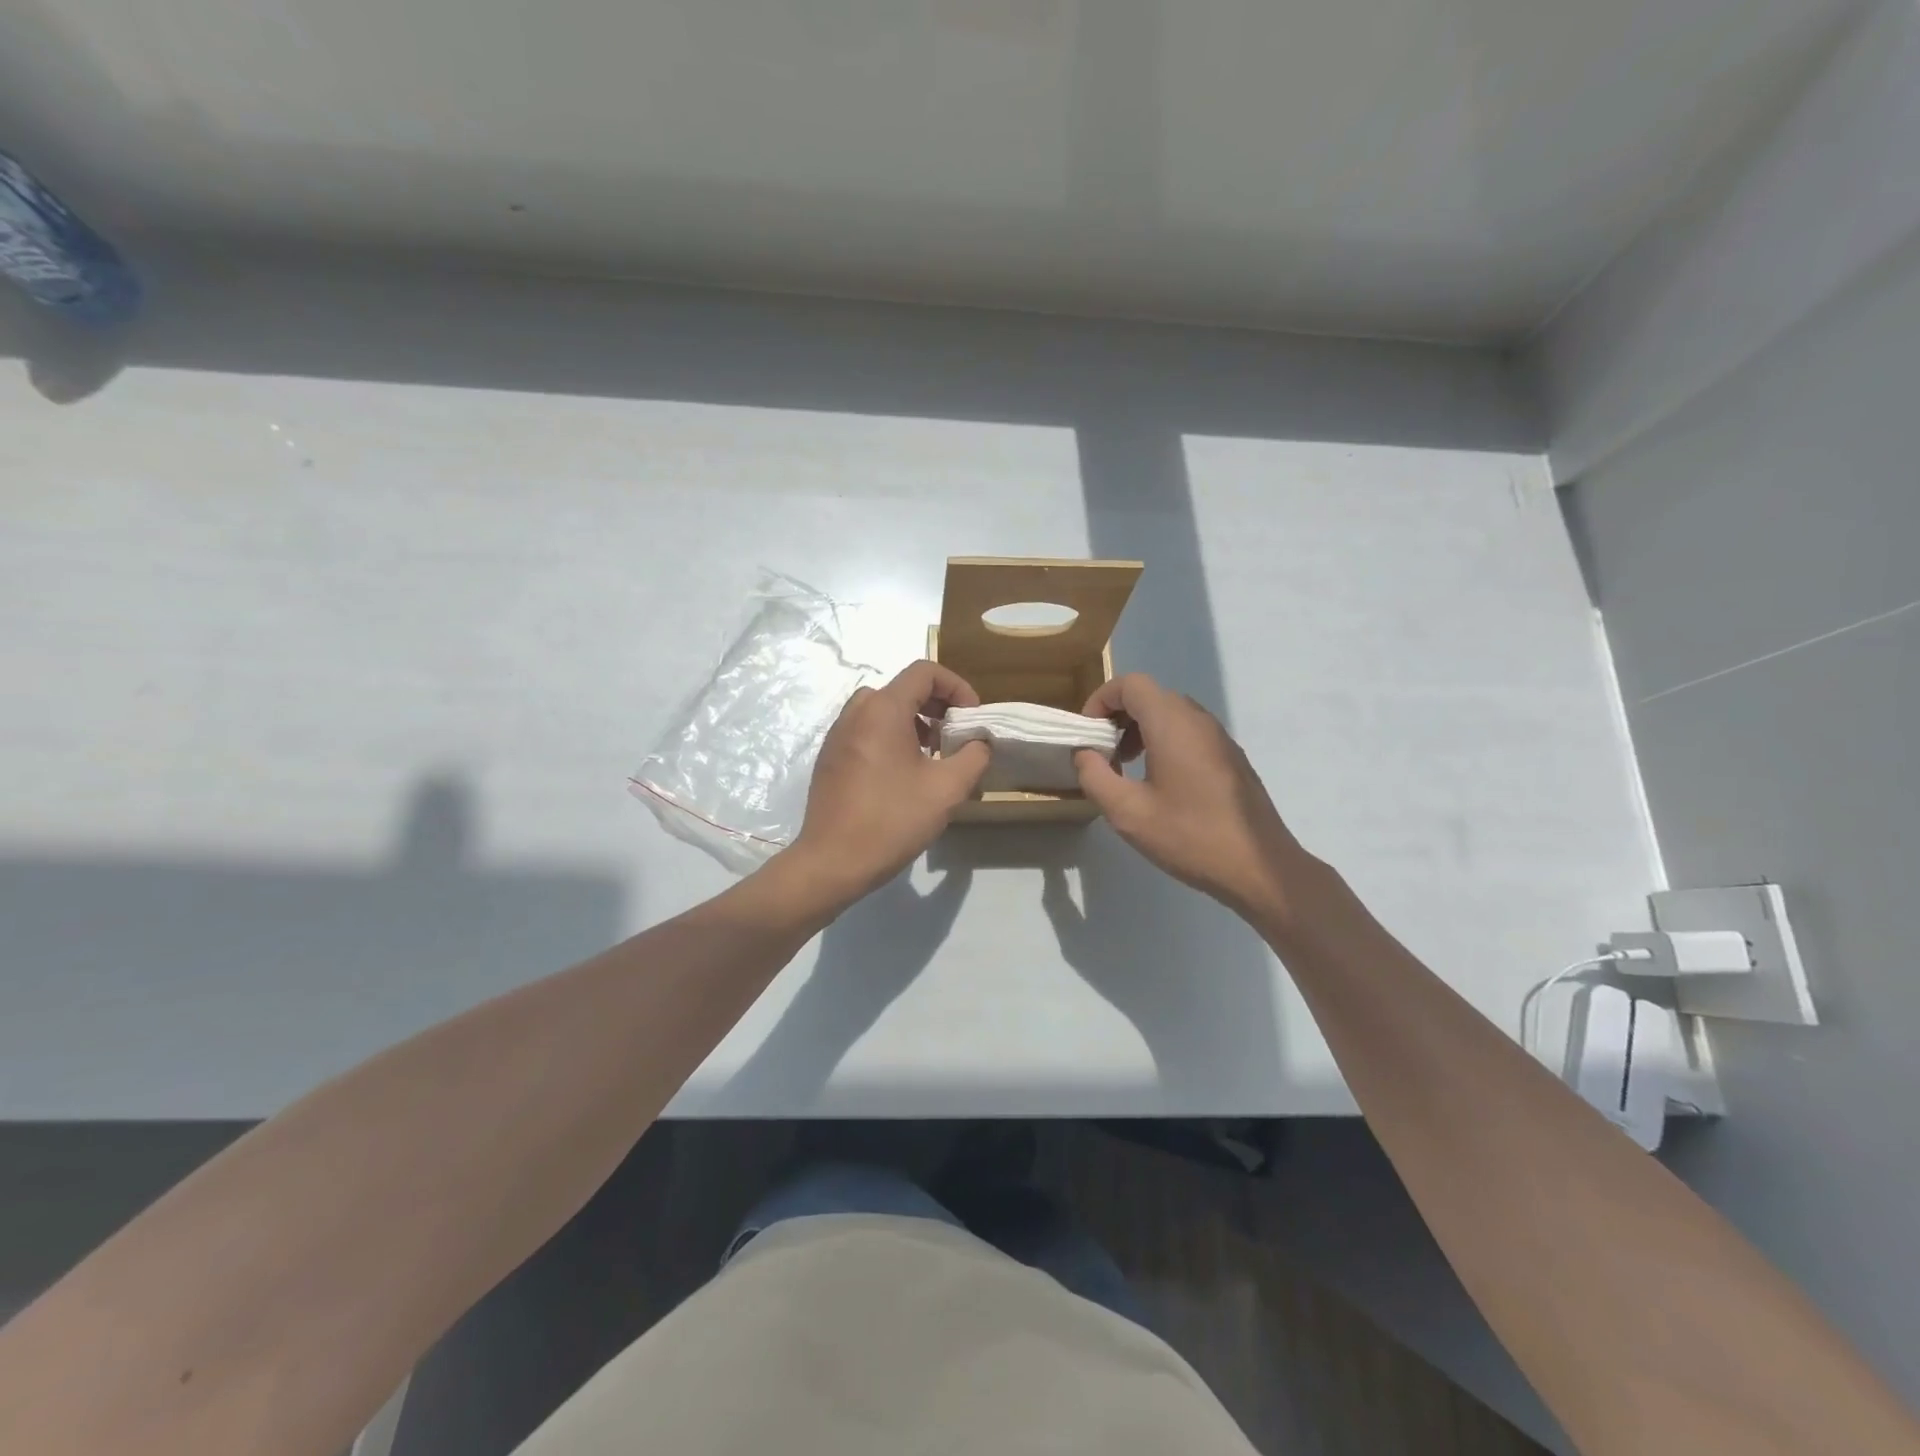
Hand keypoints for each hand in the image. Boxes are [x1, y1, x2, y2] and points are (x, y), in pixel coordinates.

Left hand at [790, 661, 991, 901]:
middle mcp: (855, 713)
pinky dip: (891, 737)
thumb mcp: (947, 789)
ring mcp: (838, 735)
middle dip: (937, 706)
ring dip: (914, 722)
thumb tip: (979, 741)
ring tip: (933, 757)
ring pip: (883, 711)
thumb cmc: (892, 820)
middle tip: (955, 737)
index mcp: (882, 709)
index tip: (972, 718)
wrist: (832, 862)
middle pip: (903, 688)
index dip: (957, 687)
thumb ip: (974, 756)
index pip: (925, 672)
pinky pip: (866, 732)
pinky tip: (903, 776)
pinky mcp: (831, 759)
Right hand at [1073, 673, 1312, 920]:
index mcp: (1172, 724)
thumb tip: (1085, 753)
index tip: (1088, 735)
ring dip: (1141, 731)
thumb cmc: (1190, 836)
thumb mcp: (1128, 813)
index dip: (1101, 701)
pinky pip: (1189, 733)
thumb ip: (1095, 776)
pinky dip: (1164, 743)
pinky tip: (1160, 785)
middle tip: (1104, 755)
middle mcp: (1198, 719)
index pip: (1130, 684)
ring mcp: (1219, 737)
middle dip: (1118, 718)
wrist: (1260, 868)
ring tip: (1127, 769)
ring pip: (1171, 714)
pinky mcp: (1231, 757)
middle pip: (1150, 696)